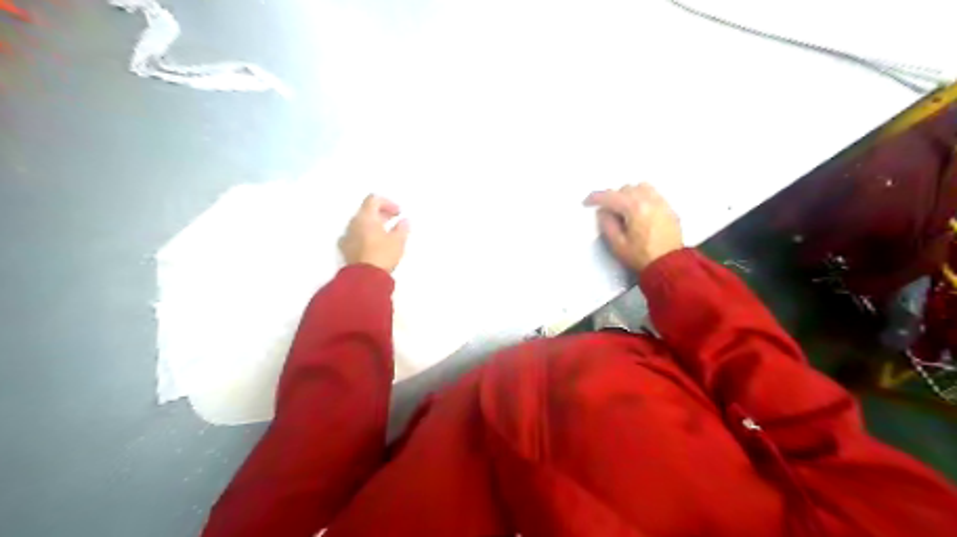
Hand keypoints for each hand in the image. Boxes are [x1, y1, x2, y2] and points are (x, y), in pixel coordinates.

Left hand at [338, 193, 409, 271]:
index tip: (398, 213)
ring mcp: (347, 236)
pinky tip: (373, 245)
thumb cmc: (382, 254)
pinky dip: (365, 236)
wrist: (364, 278)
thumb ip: (402, 228)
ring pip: (360, 224)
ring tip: (385, 235)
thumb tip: (404, 221)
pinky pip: (355, 236)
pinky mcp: (345, 249)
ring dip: (373, 225)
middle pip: (366, 211)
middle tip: (394, 222)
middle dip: (381, 214)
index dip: (388, 203)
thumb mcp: (398, 241)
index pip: (373, 199)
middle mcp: (353, 223)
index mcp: (366, 217)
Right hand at [579, 182, 683, 272]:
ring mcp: (662, 203)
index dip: (595, 198)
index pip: (611, 196)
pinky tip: (640, 213)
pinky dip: (643, 198)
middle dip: (614, 197)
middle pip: (626, 188)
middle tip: (608, 211)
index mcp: (635, 208)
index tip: (586, 203)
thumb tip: (604, 211)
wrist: (669, 267)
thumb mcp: (617, 244)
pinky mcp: (670, 210)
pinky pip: (654, 195)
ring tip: (625, 209)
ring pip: (642, 187)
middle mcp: (650, 200)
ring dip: (630, 194)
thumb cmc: (641, 257)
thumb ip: (607, 224)